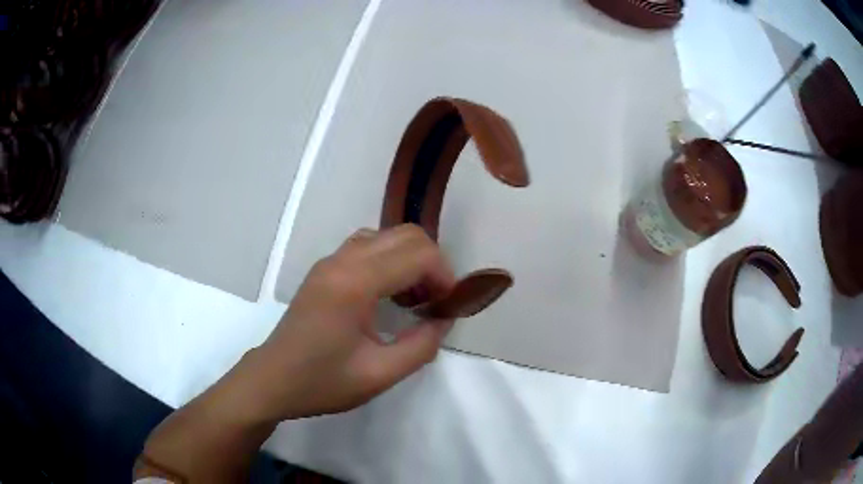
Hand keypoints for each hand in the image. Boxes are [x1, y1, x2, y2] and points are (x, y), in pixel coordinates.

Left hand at [242, 224, 456, 420]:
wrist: (272, 380)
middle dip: (432, 263)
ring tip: (413, 298)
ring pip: (387, 235)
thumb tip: (444, 320)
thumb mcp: (379, 374)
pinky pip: (368, 245)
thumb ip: (421, 346)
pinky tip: (388, 293)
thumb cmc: (322, 381)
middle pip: (406, 235)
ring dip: (410, 259)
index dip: (444, 276)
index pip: (417, 254)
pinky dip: (390, 259)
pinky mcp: (325, 268)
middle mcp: (342, 261)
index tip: (447, 307)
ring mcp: (330, 261)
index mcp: (354, 283)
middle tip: (434, 302)